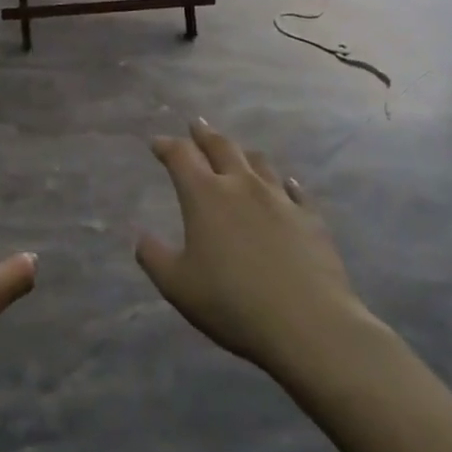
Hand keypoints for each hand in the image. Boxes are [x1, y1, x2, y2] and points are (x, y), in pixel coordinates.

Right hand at [135, 120, 377, 393]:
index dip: (167, 146)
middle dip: (204, 134)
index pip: (181, 155)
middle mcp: (241, 185)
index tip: (157, 143)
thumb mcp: (177, 286)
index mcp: (205, 195)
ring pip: (258, 162)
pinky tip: (286, 185)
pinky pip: (295, 191)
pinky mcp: (310, 219)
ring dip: (242, 153)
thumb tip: (141, 237)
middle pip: (221, 147)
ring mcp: (280, 199)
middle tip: (196, 125)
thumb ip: (154, 257)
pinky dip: (284, 183)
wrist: (310, 326)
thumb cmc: (233, 303)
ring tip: (237, 152)